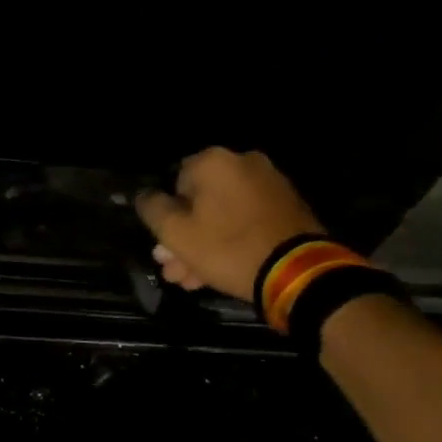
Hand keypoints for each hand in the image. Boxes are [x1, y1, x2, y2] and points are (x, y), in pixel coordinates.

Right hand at [134, 146, 325, 299]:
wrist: (298, 272)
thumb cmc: (227, 247)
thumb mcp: (175, 232)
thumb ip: (152, 209)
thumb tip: (144, 195)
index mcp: (214, 161)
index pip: (174, 182)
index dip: (166, 216)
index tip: (164, 247)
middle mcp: (244, 163)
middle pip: (200, 201)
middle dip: (184, 237)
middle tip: (174, 269)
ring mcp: (270, 185)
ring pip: (223, 215)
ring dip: (204, 244)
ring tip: (192, 279)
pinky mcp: (288, 208)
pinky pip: (247, 221)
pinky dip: (232, 241)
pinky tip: (218, 272)